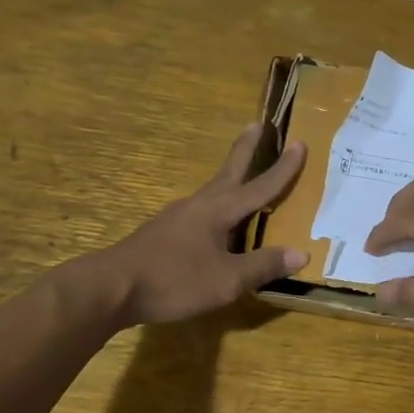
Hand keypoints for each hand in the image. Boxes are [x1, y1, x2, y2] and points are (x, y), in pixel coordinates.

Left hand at [84, 124, 306, 326]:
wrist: (112, 288)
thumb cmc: (174, 280)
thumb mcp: (227, 280)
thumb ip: (263, 266)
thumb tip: (301, 252)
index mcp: (218, 211)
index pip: (259, 187)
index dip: (282, 169)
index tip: (300, 143)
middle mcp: (198, 205)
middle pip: (228, 172)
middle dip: (245, 150)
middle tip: (256, 124)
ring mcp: (176, 218)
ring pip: (211, 192)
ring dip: (229, 179)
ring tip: (241, 177)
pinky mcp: (162, 234)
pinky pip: (198, 213)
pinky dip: (215, 208)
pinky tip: (214, 223)